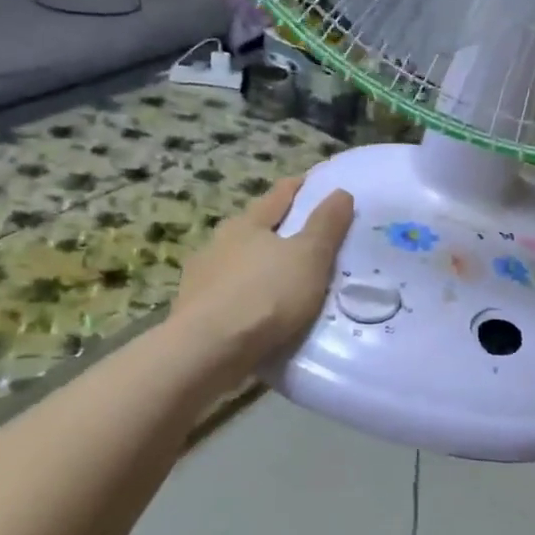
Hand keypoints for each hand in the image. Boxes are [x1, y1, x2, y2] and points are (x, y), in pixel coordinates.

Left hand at [171, 177, 354, 377]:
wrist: (207, 351)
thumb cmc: (265, 295)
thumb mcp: (309, 257)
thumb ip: (326, 225)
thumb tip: (341, 191)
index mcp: (247, 223)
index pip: (279, 195)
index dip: (300, 186)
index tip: (315, 182)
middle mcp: (219, 242)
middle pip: (254, 227)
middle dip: (277, 228)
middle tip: (304, 236)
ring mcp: (201, 277)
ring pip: (238, 262)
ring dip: (258, 266)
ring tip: (283, 279)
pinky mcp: (194, 311)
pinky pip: (228, 295)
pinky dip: (246, 297)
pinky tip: (258, 311)